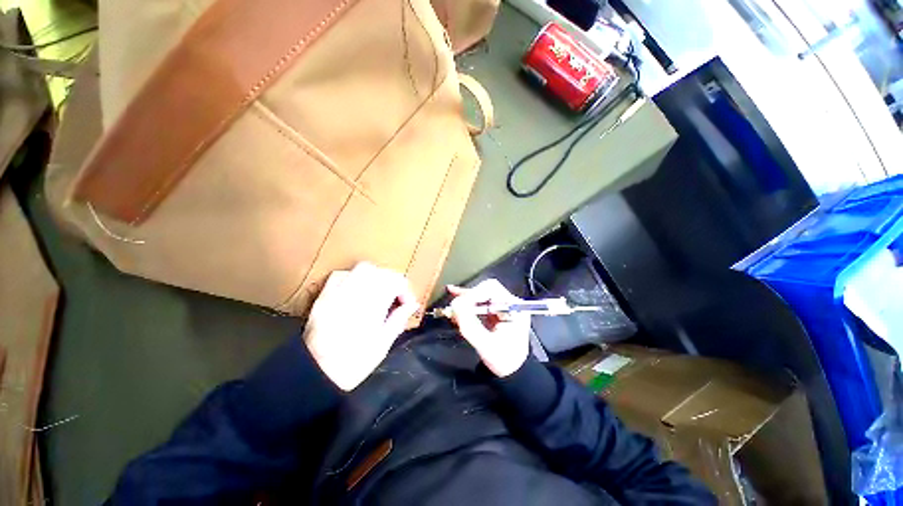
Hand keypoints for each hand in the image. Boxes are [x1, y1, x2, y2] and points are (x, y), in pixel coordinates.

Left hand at [304, 262, 419, 390]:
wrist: (314, 374)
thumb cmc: (353, 362)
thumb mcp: (383, 343)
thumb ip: (399, 318)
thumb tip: (412, 304)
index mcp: (372, 304)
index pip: (396, 281)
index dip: (405, 291)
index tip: (407, 305)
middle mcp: (355, 292)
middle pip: (380, 271)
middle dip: (392, 281)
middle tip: (394, 298)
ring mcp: (337, 291)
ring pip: (362, 269)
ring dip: (375, 276)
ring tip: (377, 293)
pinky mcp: (323, 295)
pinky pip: (342, 275)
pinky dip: (354, 278)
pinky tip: (356, 291)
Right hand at [448, 280, 530, 377]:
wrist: (513, 372)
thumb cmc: (504, 360)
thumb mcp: (486, 345)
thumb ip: (469, 325)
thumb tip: (455, 305)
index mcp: (514, 307)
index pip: (492, 289)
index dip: (473, 294)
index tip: (458, 304)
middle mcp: (509, 303)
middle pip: (485, 290)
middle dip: (468, 296)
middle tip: (453, 304)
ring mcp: (501, 307)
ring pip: (480, 295)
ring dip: (465, 299)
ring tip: (451, 303)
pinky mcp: (494, 312)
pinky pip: (479, 303)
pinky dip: (467, 305)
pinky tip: (456, 304)